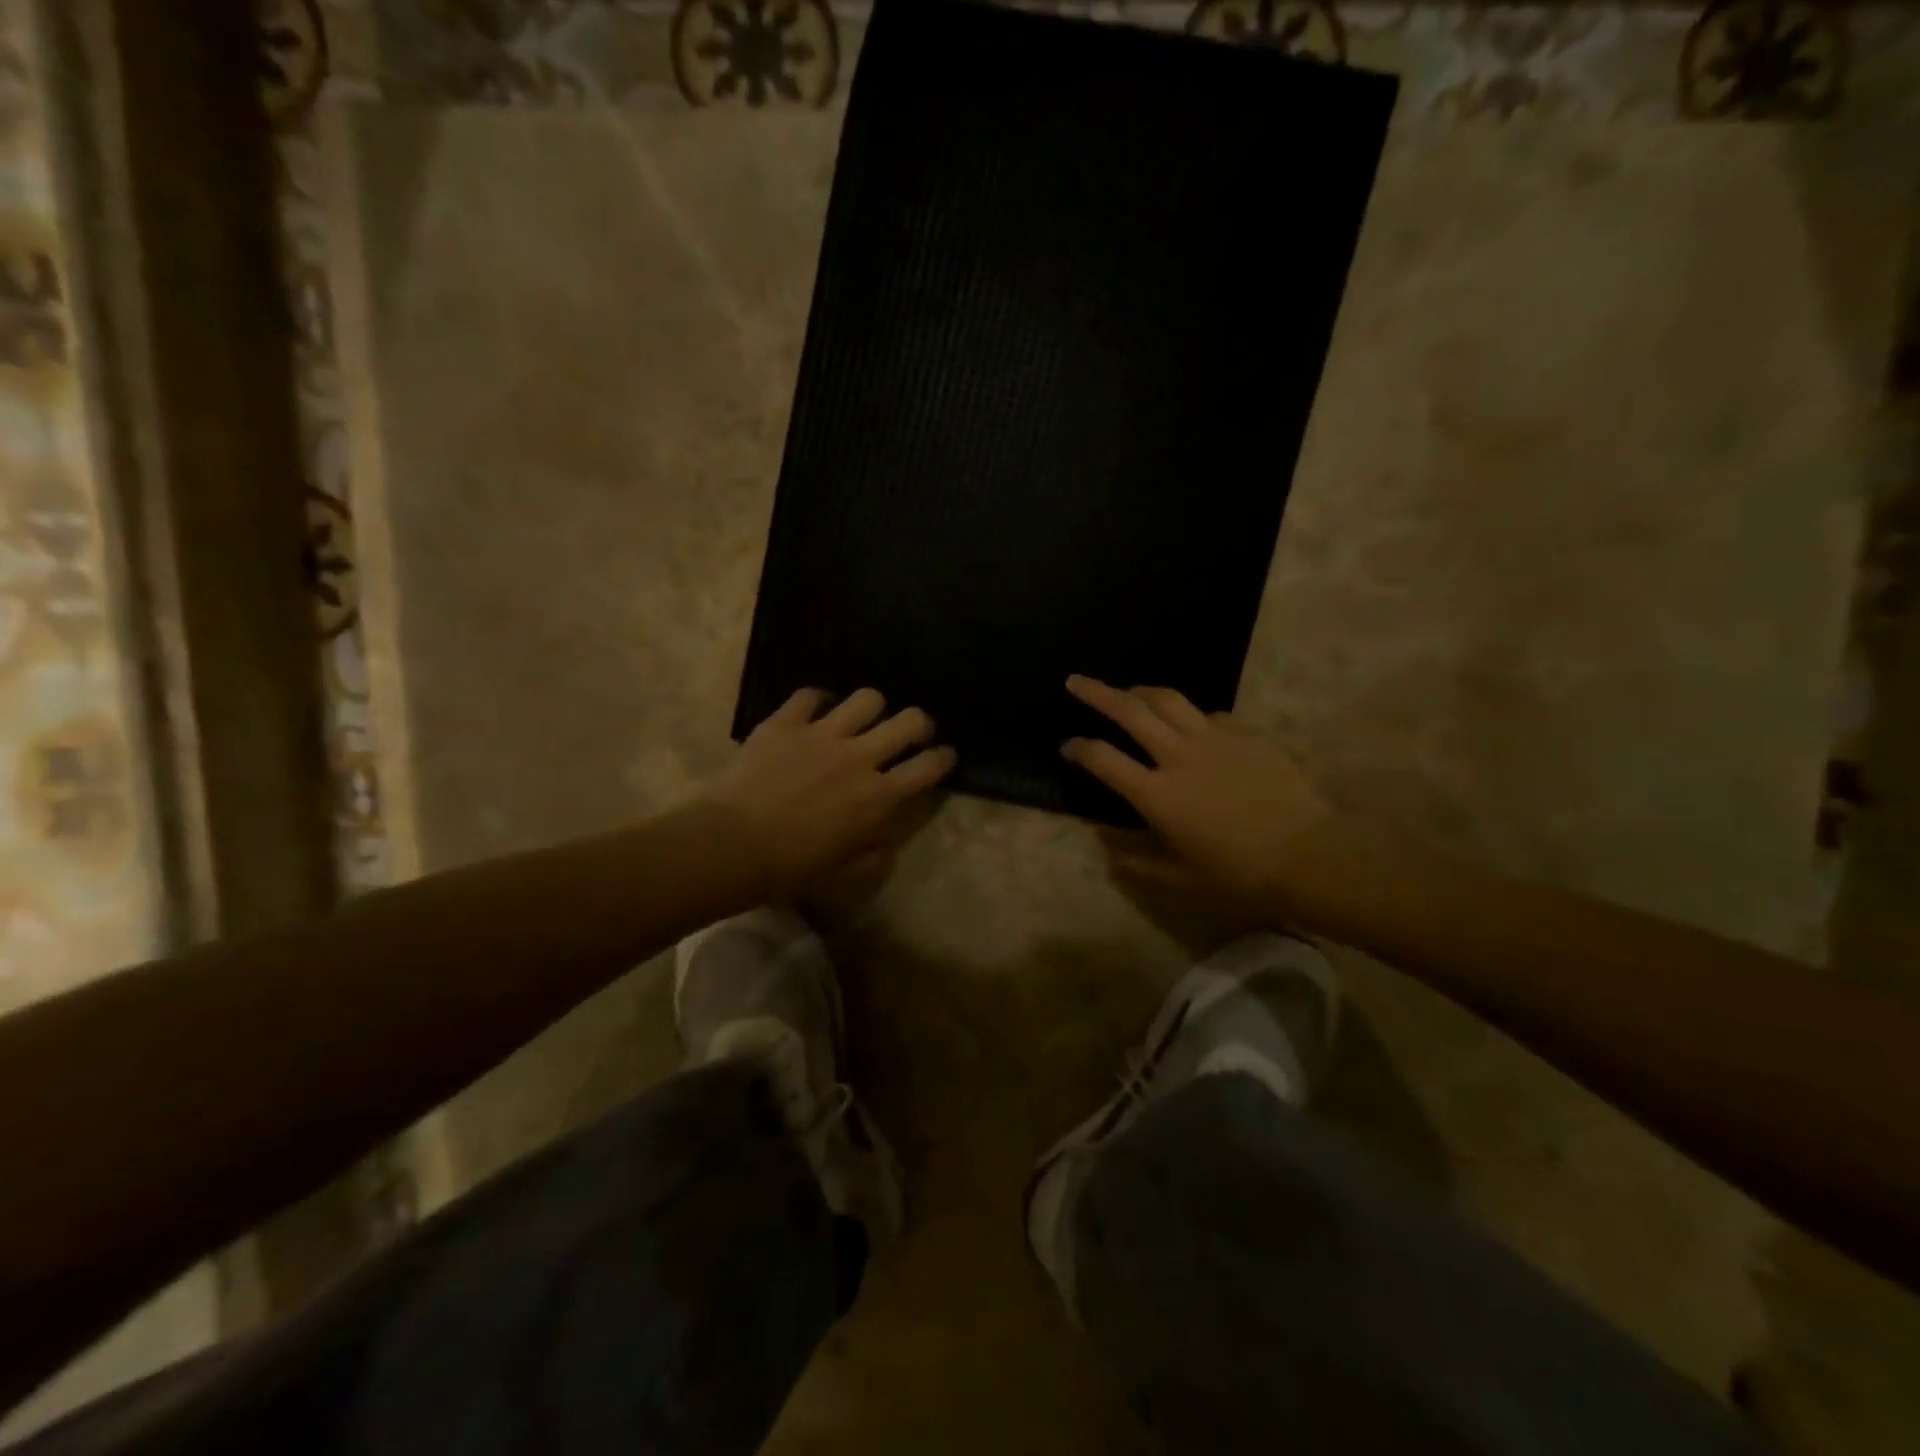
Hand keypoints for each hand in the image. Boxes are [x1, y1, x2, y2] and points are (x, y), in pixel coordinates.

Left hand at [702, 688, 955, 900]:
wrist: (733, 844)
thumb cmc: (791, 868)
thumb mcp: (842, 877)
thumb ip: (873, 859)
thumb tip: (886, 845)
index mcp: (879, 797)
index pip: (929, 767)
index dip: (943, 758)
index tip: (943, 757)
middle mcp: (860, 757)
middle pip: (910, 721)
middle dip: (919, 723)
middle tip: (910, 732)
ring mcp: (822, 734)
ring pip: (867, 699)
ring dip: (871, 708)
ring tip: (860, 719)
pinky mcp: (786, 723)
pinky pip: (810, 695)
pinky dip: (816, 701)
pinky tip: (813, 713)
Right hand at [1060, 676, 1336, 913]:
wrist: (1309, 856)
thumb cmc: (1239, 875)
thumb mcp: (1179, 880)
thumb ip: (1136, 862)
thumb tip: (1103, 844)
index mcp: (1157, 794)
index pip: (1103, 759)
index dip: (1079, 748)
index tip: (1067, 746)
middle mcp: (1179, 757)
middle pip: (1129, 712)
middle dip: (1096, 693)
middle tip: (1076, 681)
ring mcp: (1215, 740)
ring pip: (1169, 700)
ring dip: (1142, 691)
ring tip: (1129, 690)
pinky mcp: (1247, 735)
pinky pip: (1211, 715)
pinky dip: (1192, 716)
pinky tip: (1193, 725)